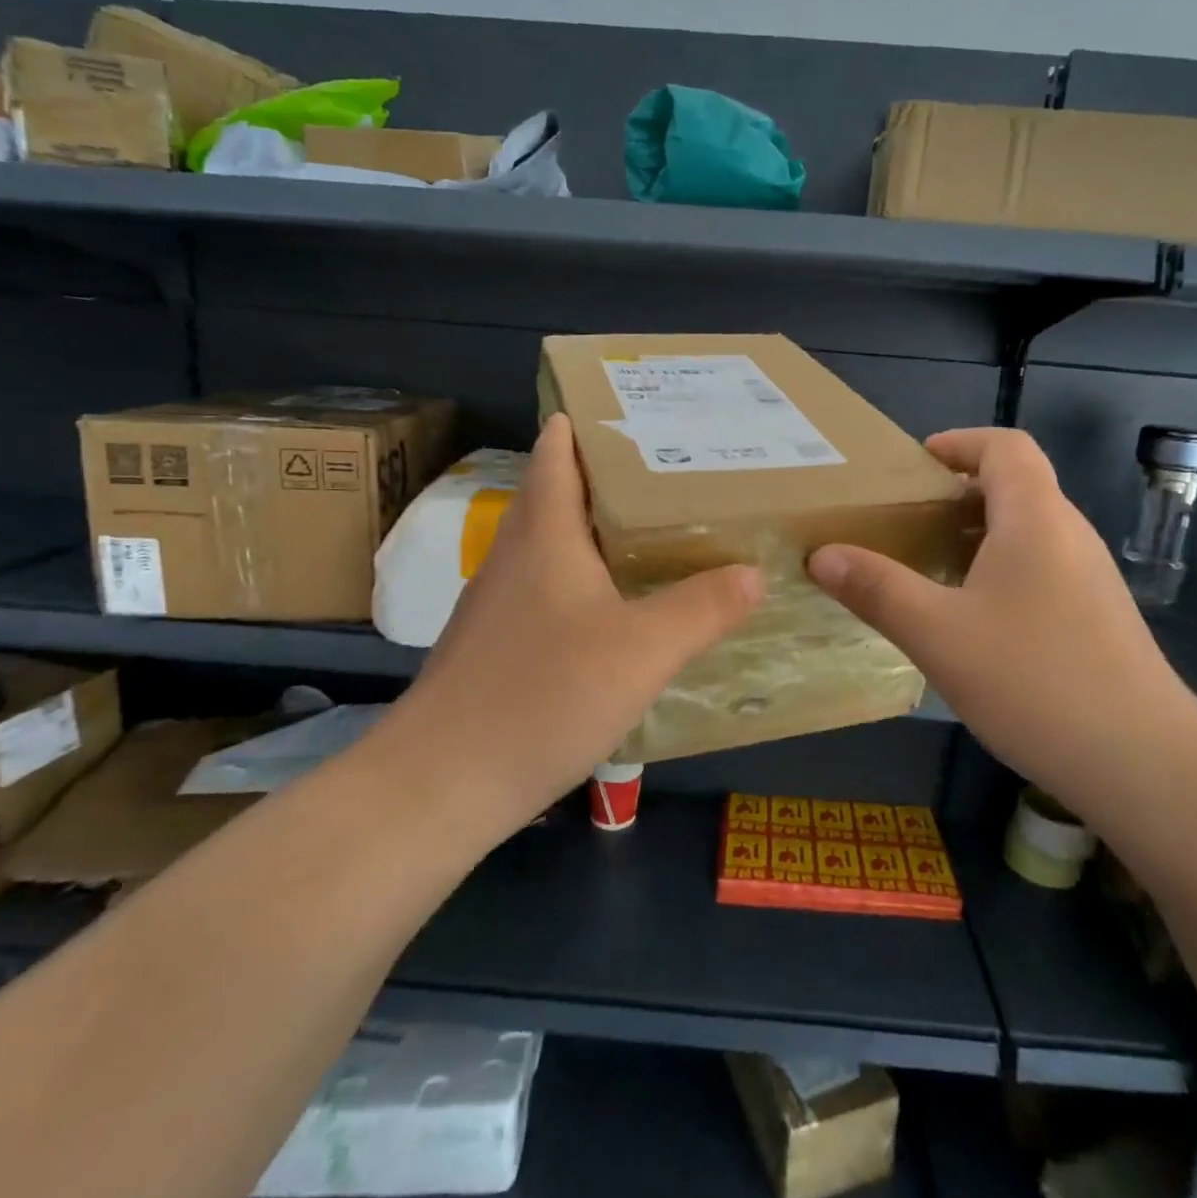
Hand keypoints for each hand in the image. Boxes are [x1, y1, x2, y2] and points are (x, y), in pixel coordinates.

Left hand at [397, 414, 762, 830]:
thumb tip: (753, 572)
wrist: (442, 784)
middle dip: (607, 479)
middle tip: (671, 475)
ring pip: (553, 549)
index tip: (634, 413)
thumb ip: (701, 607)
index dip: (586, 426)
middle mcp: (515, 558)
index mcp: (544, 535)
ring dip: (596, 534)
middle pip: (558, 497)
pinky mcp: (496, 648)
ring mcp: (498, 606)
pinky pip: (548, 594)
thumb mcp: (642, 650)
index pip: (556, 454)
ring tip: (655, 535)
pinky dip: (584, 585)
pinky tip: (618, 615)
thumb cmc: (543, 696)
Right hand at [807, 428, 1196, 812]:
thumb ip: (877, 589)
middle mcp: (1069, 536)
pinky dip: (997, 571)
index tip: (914, 465)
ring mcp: (1089, 579)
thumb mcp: (937, 634)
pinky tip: (969, 620)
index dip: (959, 443)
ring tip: (926, 567)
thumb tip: (822, 555)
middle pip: (1016, 486)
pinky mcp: (1096, 619)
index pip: (1005, 447)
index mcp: (1035, 519)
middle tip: (903, 521)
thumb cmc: (1034, 680)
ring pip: (1027, 533)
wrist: (1142, 763)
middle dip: (957, 493)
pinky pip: (1040, 570)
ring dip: (976, 536)